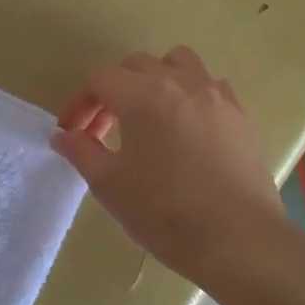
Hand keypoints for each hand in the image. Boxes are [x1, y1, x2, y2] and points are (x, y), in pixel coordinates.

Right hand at [52, 47, 288, 289]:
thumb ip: (82, 152)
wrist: (238, 240)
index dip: (80, 103)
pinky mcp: (240, 116)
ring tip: (148, 118)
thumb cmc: (165, 212)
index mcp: (143, 96)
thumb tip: (64, 135)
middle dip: (113, 91)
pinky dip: (189, 95)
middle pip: (136, 66)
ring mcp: (216, 96)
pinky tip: (186, 129)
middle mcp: (180, 83)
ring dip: (154, 81)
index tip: (73, 134)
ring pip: (178, 64)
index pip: (101, 79)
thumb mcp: (110, 185)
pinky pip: (209, 86)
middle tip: (105, 130)